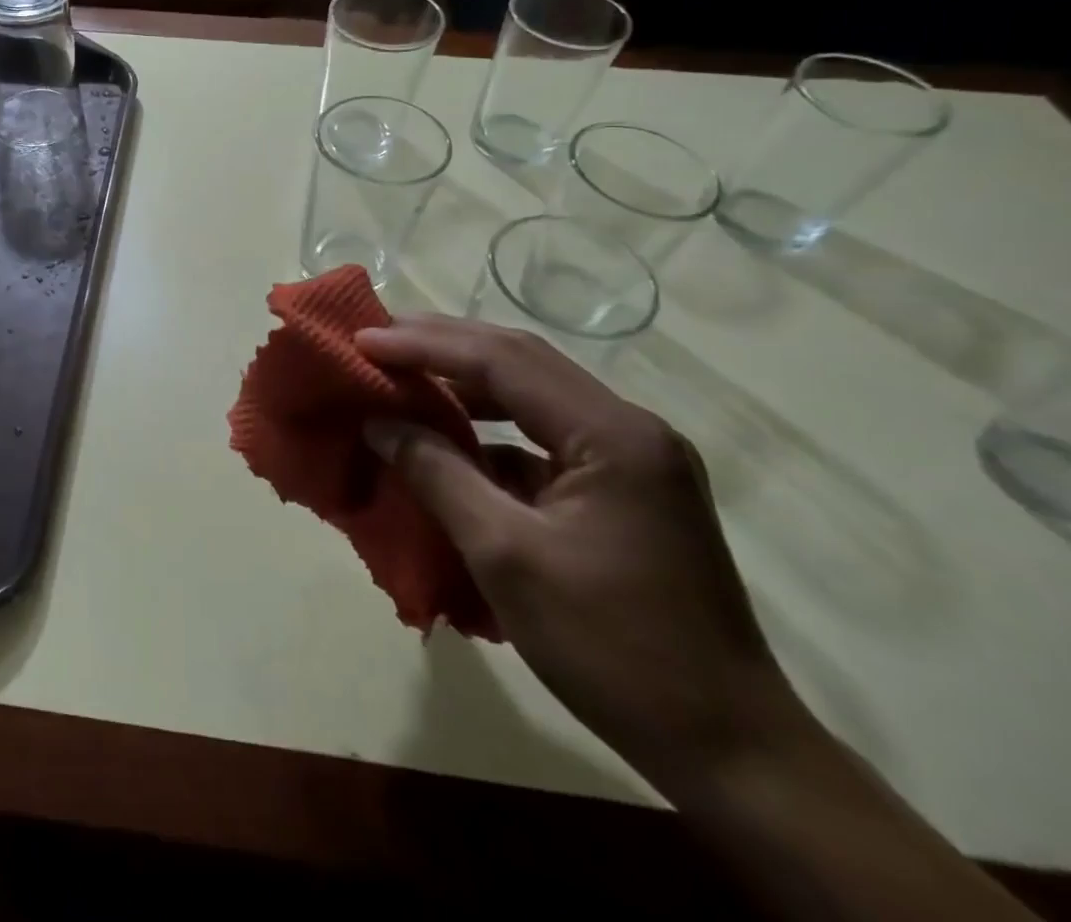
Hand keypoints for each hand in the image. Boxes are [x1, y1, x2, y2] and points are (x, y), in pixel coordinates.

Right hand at [356, 316, 810, 790]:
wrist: (729, 750)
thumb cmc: (613, 648)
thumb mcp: (505, 556)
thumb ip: (438, 474)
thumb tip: (378, 423)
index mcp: (612, 435)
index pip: (503, 362)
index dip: (425, 346)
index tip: (361, 340)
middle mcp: (628, 429)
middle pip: (522, 361)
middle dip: (444, 345)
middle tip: (376, 340)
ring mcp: (631, 459)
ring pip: (533, 394)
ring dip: (466, 382)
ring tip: (403, 375)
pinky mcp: (624, 490)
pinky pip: (544, 437)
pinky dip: (491, 430)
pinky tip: (451, 440)